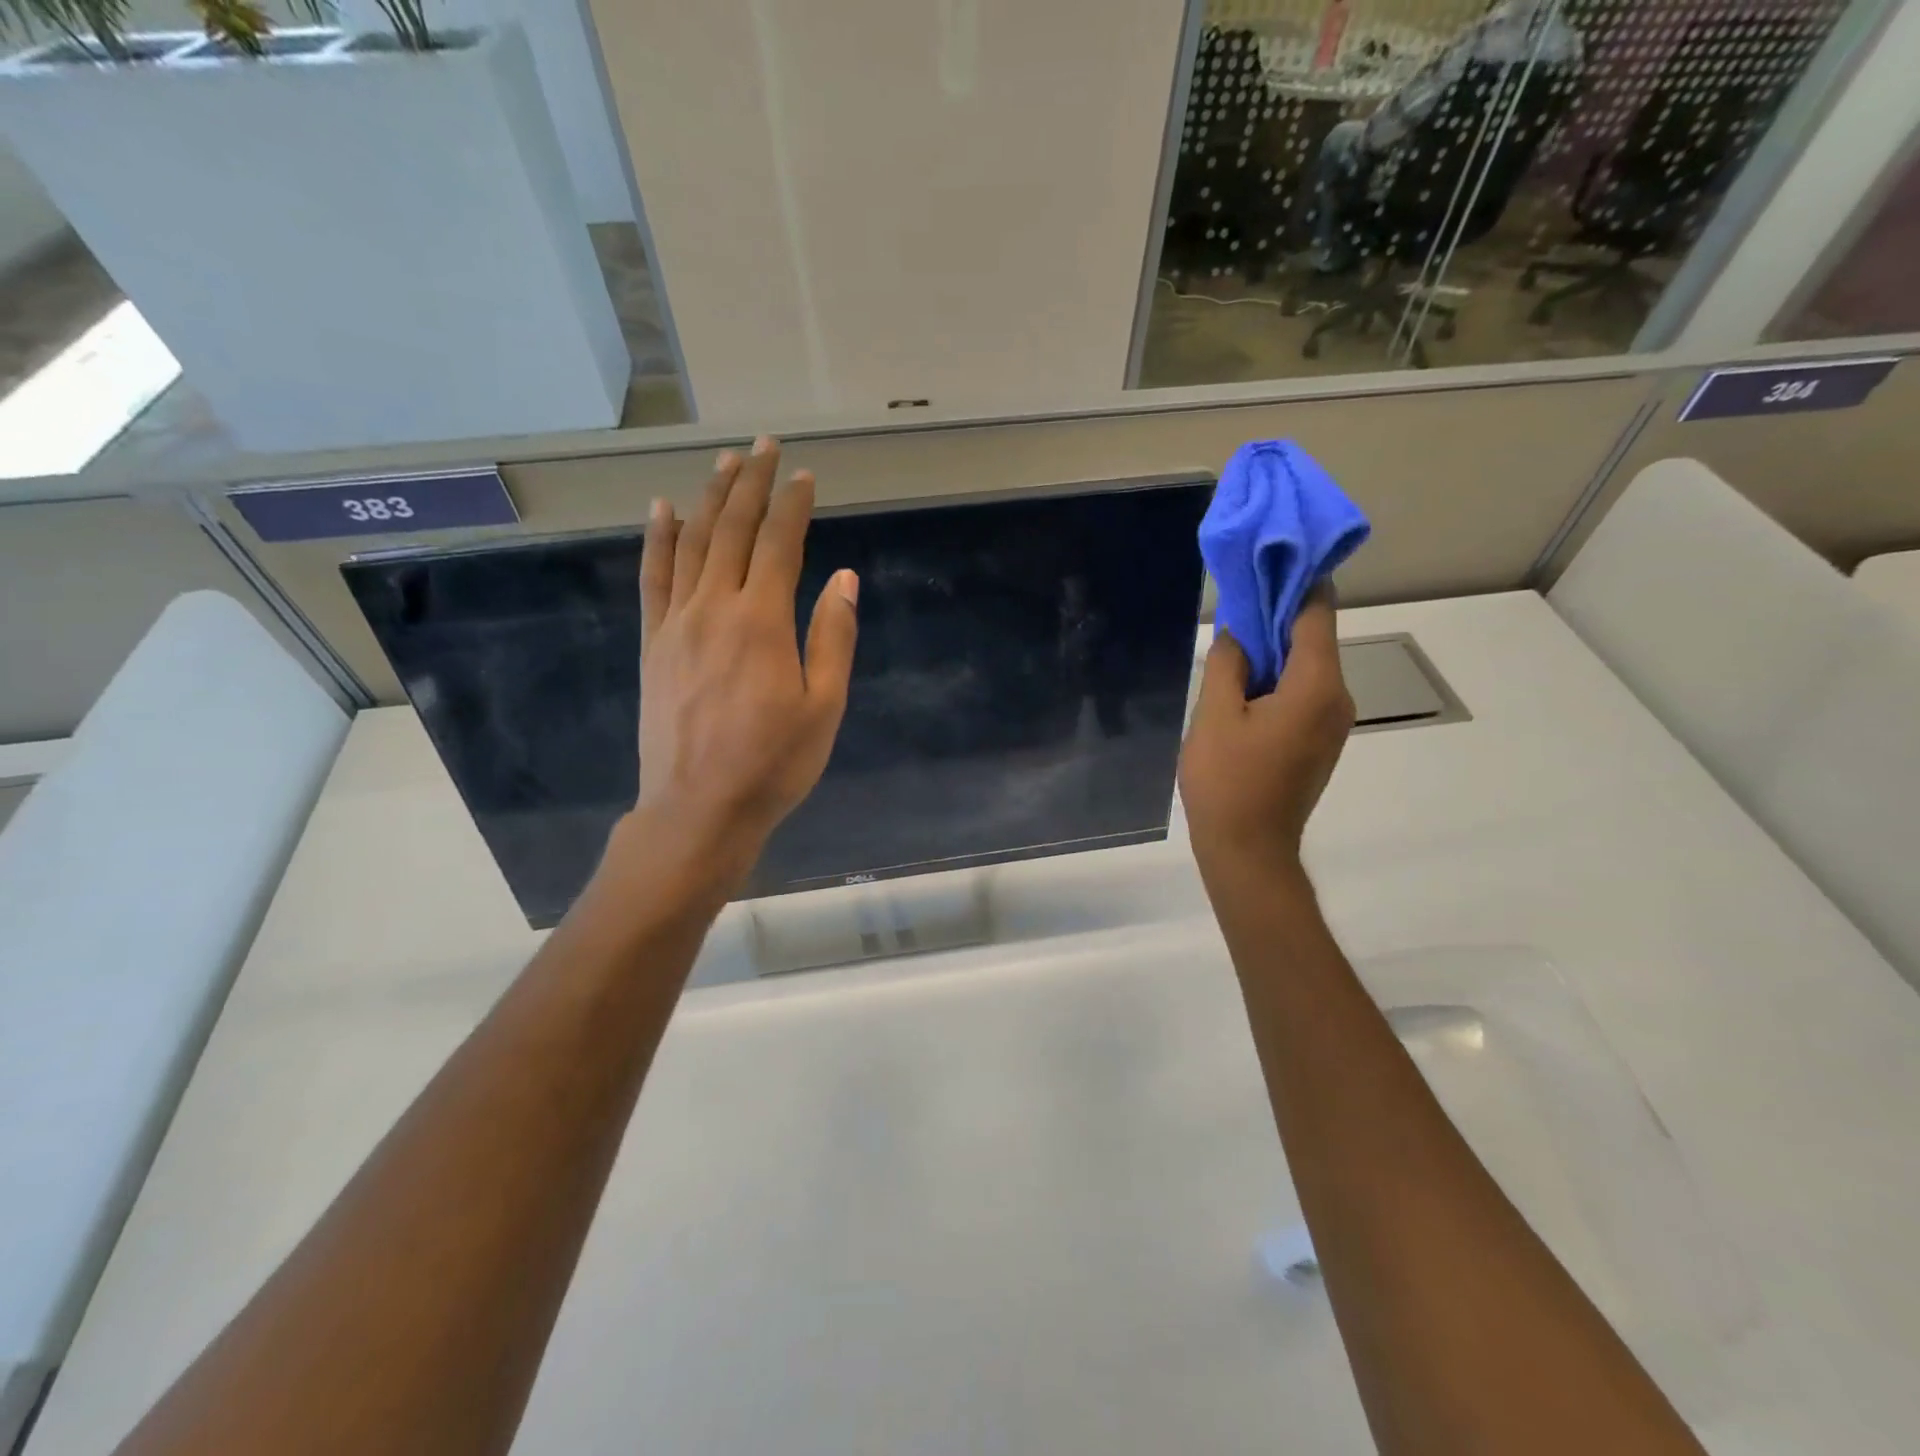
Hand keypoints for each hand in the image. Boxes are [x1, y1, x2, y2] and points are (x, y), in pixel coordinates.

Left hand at [609, 437, 858, 896]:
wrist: (698, 807)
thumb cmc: (773, 763)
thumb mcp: (823, 707)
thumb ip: (833, 638)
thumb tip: (843, 578)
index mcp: (761, 620)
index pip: (779, 544)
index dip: (792, 505)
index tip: (804, 475)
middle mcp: (714, 607)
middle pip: (731, 529)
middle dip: (750, 484)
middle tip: (764, 446)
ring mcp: (676, 623)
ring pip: (691, 543)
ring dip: (708, 498)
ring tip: (723, 462)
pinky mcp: (653, 643)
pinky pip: (653, 578)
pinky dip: (658, 539)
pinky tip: (662, 510)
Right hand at [1178, 588, 1353, 885]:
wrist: (1249, 851)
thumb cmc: (1227, 781)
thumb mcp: (1215, 715)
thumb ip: (1228, 663)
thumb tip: (1239, 632)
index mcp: (1316, 685)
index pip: (1317, 612)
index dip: (1294, 580)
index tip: (1265, 559)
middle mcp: (1338, 697)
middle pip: (1314, 637)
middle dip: (1277, 615)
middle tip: (1234, 602)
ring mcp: (1333, 722)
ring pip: (1307, 666)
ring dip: (1274, 650)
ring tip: (1232, 645)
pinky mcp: (1321, 741)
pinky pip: (1304, 692)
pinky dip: (1278, 678)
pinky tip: (1244, 685)